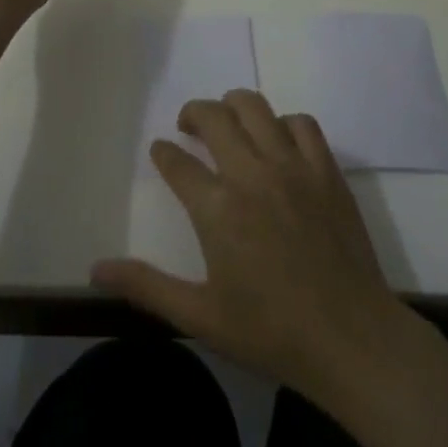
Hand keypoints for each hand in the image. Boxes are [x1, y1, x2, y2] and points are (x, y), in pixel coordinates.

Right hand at [92, 89, 408, 402]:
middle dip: (193, 113)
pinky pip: (301, 123)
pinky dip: (283, 122)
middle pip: (214, 117)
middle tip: (188, 127)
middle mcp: (251, 174)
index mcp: (217, 209)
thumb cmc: (271, 332)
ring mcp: (292, 167)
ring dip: (234, 106)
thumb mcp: (200, 316)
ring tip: (229, 124)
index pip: (177, 162)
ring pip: (255, 107)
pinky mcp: (326, 170)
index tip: (161, 151)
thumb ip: (146, 286)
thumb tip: (95, 269)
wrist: (352, 340)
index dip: (164, 153)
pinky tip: (278, 142)